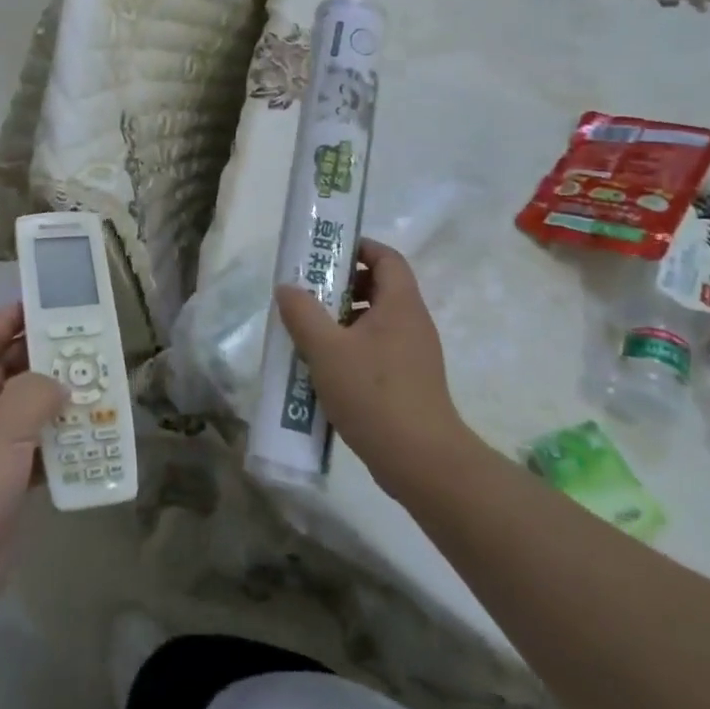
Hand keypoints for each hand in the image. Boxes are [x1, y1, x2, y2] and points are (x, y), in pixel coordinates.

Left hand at [0, 303, 65, 631]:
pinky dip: (57, 440)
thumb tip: (59, 385)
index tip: (42, 306)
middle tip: (83, 345)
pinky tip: (88, 434)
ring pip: (23, 410)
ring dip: (54, 399)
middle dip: (41, 358)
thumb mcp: (3, 424)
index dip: (7, 320)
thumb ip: (36, 391)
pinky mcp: (1, 480)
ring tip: (93, 384)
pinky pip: (34, 447)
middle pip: (6, 372)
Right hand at [275, 239, 471, 499]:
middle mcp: (413, 323)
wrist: (422, 461)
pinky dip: (352, 348)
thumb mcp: (326, 349)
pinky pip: (378, 349)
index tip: (325, 254)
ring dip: (343, 320)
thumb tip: (287, 287)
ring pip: (376, 321)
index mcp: (401, 304)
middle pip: (380, 287)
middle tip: (308, 294)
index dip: (358, 247)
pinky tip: (326, 368)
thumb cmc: (374, 393)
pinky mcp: (410, 382)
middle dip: (342, 286)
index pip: (387, 257)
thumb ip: (302, 313)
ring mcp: (414, 355)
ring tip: (309, 332)